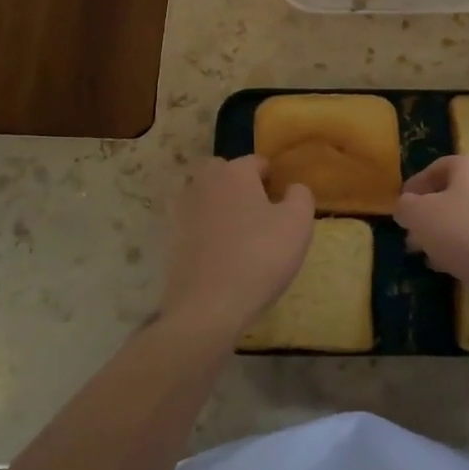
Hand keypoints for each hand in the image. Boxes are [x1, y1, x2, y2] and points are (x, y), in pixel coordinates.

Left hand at [161, 156, 313, 344]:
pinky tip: (217, 252)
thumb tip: (292, 187)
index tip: (282, 203)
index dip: (273, 179)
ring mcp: (180, 209)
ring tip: (236, 234)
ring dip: (218, 205)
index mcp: (234, 172)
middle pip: (223, 172)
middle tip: (258, 214)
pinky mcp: (168, 237)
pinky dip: (202, 229)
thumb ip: (300, 196)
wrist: (207, 307)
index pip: (257, 162)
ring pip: (204, 195)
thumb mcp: (297, 224)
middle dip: (239, 185)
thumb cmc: (259, 258)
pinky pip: (191, 222)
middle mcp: (203, 182)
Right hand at [395, 156, 468, 303]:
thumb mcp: (421, 216)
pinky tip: (454, 267)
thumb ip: (406, 207)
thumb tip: (406, 207)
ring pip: (467, 216)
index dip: (414, 188)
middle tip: (412, 237)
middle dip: (429, 216)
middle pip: (452, 193)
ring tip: (429, 256)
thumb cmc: (466, 232)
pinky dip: (466, 246)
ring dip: (445, 234)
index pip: (435, 168)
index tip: (401, 210)